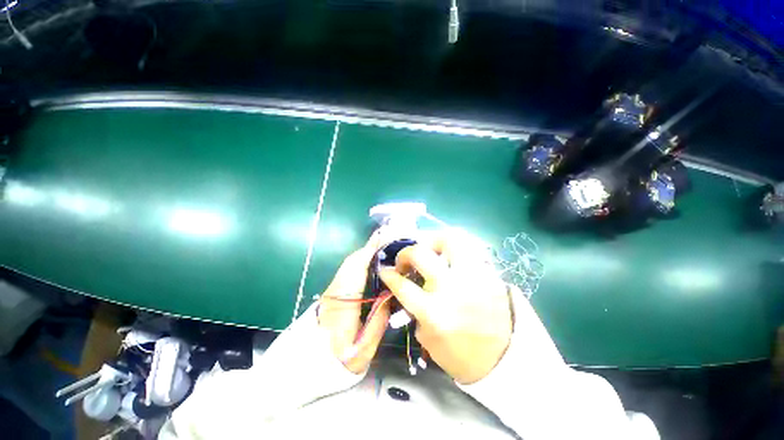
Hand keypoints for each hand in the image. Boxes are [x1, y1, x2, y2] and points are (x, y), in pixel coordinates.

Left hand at [318, 236, 390, 373]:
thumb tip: (389, 297)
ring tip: (382, 248)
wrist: (305, 368)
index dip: (370, 252)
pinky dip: (359, 263)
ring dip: (365, 254)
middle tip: (387, 240)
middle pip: (352, 262)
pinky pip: (347, 272)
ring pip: (349, 265)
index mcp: (343, 302)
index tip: (383, 239)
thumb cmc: (337, 362)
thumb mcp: (364, 348)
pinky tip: (370, 264)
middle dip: (369, 248)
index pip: (357, 269)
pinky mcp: (331, 293)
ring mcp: (331, 290)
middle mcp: (335, 290)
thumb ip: (379, 321)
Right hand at [379, 230, 512, 383]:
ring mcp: (473, 276)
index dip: (388, 274)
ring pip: (450, 239)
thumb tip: (407, 285)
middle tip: (406, 258)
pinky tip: (450, 254)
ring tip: (430, 248)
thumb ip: (414, 310)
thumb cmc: (460, 355)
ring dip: (434, 240)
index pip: (402, 284)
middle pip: (420, 254)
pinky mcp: (489, 273)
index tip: (385, 269)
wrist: (503, 360)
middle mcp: (451, 288)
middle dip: (406, 252)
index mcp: (433, 312)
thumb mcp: (427, 339)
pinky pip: (471, 247)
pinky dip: (456, 247)